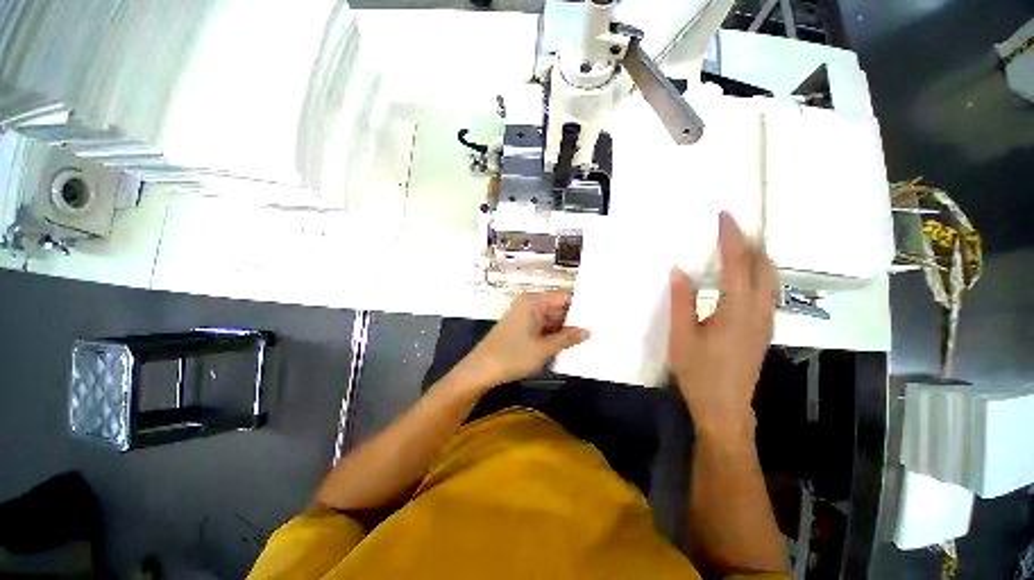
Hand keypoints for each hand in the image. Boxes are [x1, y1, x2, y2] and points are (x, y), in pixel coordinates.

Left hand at [459, 291, 589, 388]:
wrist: (480, 370)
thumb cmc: (512, 356)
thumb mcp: (544, 348)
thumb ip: (567, 338)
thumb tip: (589, 331)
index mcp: (534, 301)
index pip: (564, 297)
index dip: (582, 306)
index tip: (601, 314)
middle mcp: (530, 304)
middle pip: (558, 308)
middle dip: (575, 320)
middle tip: (599, 329)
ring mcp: (525, 316)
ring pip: (552, 319)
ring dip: (566, 329)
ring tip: (590, 338)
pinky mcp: (522, 328)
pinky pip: (543, 327)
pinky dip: (555, 335)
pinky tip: (570, 344)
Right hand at [668, 212, 776, 439]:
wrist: (725, 408)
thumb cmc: (699, 373)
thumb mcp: (682, 336)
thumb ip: (681, 301)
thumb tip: (678, 270)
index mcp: (736, 310)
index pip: (737, 264)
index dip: (730, 238)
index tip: (724, 216)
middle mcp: (758, 311)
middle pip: (763, 267)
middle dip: (749, 242)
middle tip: (730, 227)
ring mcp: (765, 321)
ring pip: (770, 278)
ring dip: (756, 257)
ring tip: (737, 244)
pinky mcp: (763, 329)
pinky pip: (767, 291)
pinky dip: (758, 273)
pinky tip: (743, 276)